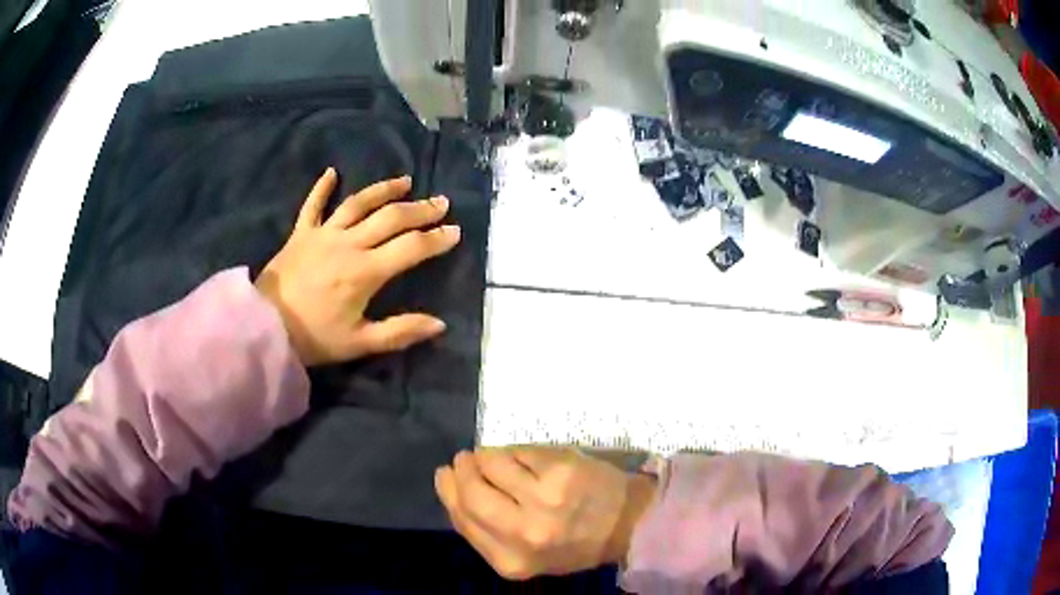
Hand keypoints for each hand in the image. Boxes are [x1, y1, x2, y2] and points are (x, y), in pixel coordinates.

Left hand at [255, 168, 459, 365]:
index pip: (411, 248)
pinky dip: (322, 187)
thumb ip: (400, 331)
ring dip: (383, 190)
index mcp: (366, 272)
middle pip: (390, 219)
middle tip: (441, 202)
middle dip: (420, 209)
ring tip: (405, 181)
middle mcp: (349, 244)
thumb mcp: (360, 343)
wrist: (265, 327)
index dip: (436, 239)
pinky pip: (313, 205)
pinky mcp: (301, 234)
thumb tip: (439, 323)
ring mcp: (323, 234)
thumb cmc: (314, 338)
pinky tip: (332, 172)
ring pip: (358, 203)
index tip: (455, 231)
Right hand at [434, 447, 656, 579]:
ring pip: (492, 464)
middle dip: (462, 471)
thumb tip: (454, 489)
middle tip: (465, 460)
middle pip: (470, 492)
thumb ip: (488, 532)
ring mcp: (543, 498)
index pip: (463, 519)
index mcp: (511, 561)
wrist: (628, 523)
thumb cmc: (575, 543)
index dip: (449, 493)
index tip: (446, 476)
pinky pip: (519, 451)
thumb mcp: (528, 556)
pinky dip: (514, 452)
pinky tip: (525, 459)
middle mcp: (524, 532)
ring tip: (498, 459)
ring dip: (487, 457)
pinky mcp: (560, 468)